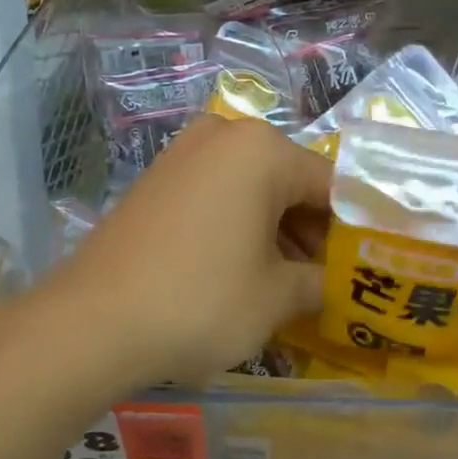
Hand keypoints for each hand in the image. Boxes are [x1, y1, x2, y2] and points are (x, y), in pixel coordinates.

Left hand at [49, 116, 330, 390]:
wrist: (90, 323)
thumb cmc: (201, 301)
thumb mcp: (277, 297)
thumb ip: (320, 281)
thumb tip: (334, 283)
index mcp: (263, 149)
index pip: (332, 185)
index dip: (355, 229)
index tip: (367, 267)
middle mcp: (224, 135)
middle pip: (292, 183)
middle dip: (314, 232)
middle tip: (329, 282)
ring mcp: (185, 154)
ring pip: (255, 190)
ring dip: (279, 233)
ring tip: (292, 285)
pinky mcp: (158, 180)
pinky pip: (219, 196)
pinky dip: (241, 228)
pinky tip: (246, 272)